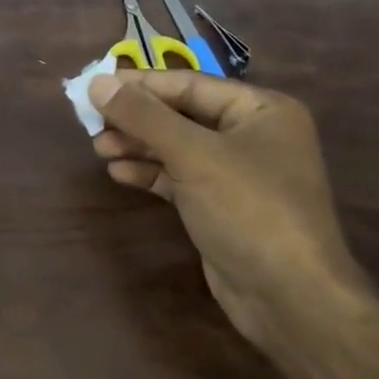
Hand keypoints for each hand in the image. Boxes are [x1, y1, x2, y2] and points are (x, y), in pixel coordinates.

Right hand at [87, 70, 371, 345]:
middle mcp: (252, 136)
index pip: (190, 85)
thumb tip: (97, 82)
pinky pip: (179, 178)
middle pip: (182, 115)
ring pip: (178, 148)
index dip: (141, 85)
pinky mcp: (221, 206)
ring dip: (138, 146)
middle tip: (91, 121)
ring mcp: (237, 174)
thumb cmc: (249, 209)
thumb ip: (144, 117)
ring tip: (98, 147)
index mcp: (262, 110)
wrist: (288, 295)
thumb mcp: (194, 155)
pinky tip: (119, 173)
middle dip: (137, 118)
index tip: (95, 85)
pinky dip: (150, 174)